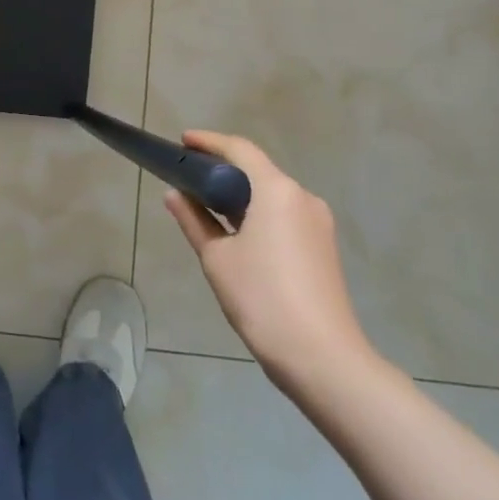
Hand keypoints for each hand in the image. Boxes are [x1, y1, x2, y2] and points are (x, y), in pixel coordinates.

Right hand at [165, 131, 376, 394]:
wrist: (323, 358)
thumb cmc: (262, 299)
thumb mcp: (217, 258)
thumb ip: (193, 220)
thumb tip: (174, 194)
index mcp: (277, 191)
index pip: (240, 150)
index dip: (210, 142)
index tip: (183, 141)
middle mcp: (302, 198)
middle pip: (258, 170)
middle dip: (223, 170)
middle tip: (189, 177)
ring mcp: (318, 223)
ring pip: (272, 195)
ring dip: (241, 195)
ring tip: (208, 206)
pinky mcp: (324, 247)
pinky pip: (285, 216)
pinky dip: (258, 214)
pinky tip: (238, 233)